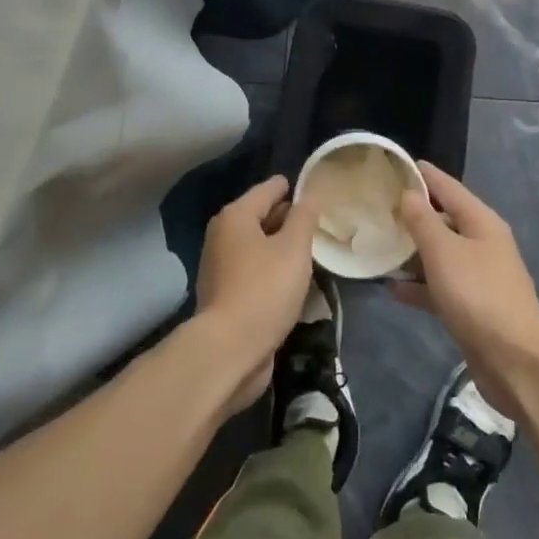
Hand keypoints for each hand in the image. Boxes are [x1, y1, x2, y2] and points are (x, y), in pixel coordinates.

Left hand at [196, 175, 318, 416]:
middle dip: (289, 217)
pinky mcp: (224, 293)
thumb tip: (309, 194)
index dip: (295, 188)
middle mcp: (222, 235)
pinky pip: (253, 269)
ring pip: (258, 244)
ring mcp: (220, 266)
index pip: (270, 188)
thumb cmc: (265, 290)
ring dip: (281, 246)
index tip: (318, 190)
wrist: (229, 350)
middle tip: (319, 222)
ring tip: (310, 250)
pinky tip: (292, 279)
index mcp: (236, 216)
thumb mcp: (294, 248)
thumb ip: (304, 217)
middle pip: (261, 215)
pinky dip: (271, 268)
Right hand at [394, 162, 538, 420]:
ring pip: (440, 254)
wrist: (517, 362)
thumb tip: (408, 192)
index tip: (393, 164)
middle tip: (376, 206)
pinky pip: (440, 286)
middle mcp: (482, 243)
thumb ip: (423, 221)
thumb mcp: (444, 252)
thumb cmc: (479, 296)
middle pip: (444, 219)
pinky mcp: (472, 307)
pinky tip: (393, 288)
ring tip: (378, 244)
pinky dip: (419, 285)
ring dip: (413, 250)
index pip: (448, 187)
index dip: (423, 175)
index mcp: (481, 222)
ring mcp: (478, 276)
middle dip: (413, 212)